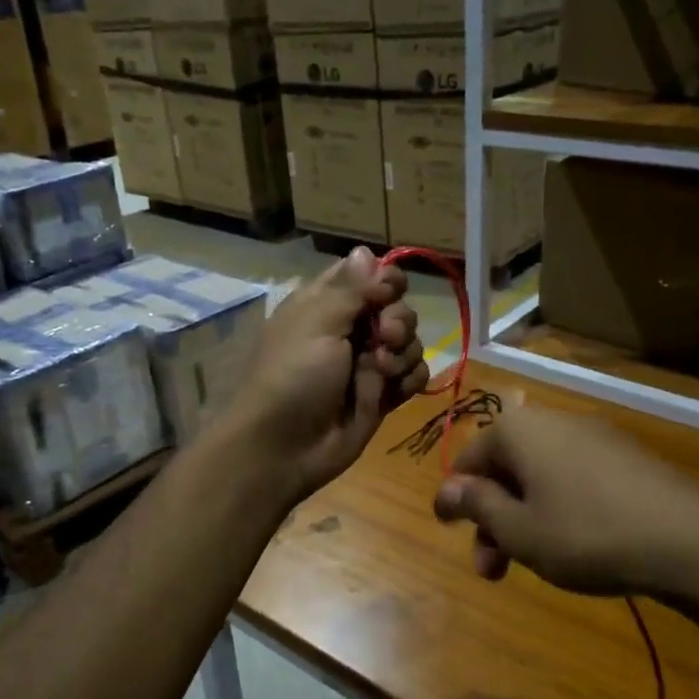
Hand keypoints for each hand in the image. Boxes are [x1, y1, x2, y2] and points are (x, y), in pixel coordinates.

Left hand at [228, 248, 428, 503]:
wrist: (283, 449)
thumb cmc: (292, 377)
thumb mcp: (316, 323)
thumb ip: (350, 288)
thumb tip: (366, 249)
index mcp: (326, 304)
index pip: (368, 275)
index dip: (386, 281)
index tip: (384, 294)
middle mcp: (349, 329)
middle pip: (397, 307)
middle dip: (398, 321)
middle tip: (383, 338)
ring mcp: (368, 363)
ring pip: (410, 341)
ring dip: (404, 353)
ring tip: (382, 372)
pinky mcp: (383, 394)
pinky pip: (414, 375)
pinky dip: (410, 379)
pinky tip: (394, 390)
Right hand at [432, 408, 698, 607]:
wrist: (691, 541)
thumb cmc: (587, 534)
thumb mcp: (520, 530)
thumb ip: (477, 506)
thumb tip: (445, 489)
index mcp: (518, 430)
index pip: (469, 459)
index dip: (455, 498)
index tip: (450, 532)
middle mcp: (553, 422)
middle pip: (506, 469)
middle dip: (492, 519)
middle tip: (492, 568)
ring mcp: (594, 436)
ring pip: (540, 477)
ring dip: (524, 518)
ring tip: (532, 565)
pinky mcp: (625, 456)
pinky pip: (573, 478)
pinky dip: (558, 508)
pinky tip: (573, 545)